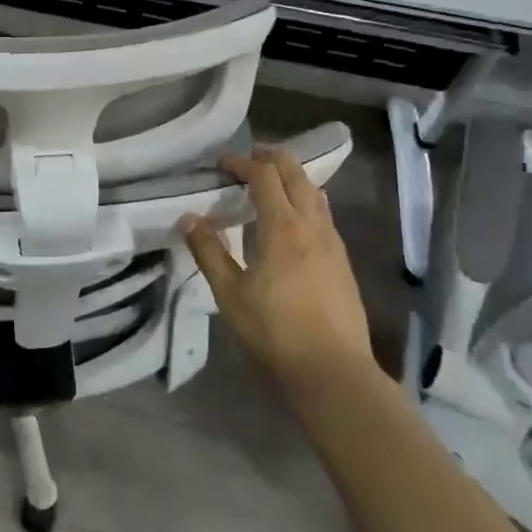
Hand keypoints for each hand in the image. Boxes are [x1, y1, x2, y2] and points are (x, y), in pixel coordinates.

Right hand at [178, 147, 371, 392]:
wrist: (334, 373)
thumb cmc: (275, 332)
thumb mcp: (229, 293)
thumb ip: (208, 251)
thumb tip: (188, 218)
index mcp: (283, 227)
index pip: (263, 176)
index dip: (241, 162)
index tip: (220, 162)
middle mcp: (312, 226)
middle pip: (296, 174)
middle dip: (271, 158)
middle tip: (247, 158)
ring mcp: (333, 243)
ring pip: (315, 192)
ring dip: (291, 177)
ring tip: (269, 183)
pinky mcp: (342, 262)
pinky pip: (323, 214)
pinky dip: (305, 200)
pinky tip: (292, 220)